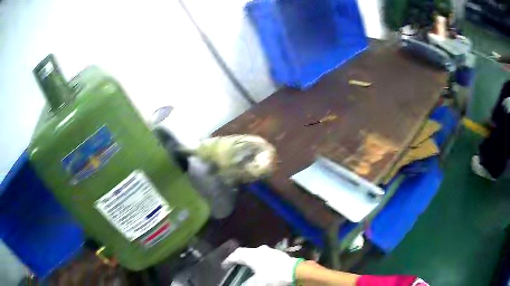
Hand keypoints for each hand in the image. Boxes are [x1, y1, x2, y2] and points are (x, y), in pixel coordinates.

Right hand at [222, 245, 301, 285]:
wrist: (296, 272)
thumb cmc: (273, 276)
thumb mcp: (258, 283)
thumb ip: (249, 283)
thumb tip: (243, 284)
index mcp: (252, 255)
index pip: (237, 254)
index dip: (229, 260)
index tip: (224, 265)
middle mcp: (260, 250)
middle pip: (247, 252)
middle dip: (241, 258)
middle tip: (236, 264)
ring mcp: (271, 251)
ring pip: (257, 253)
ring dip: (252, 258)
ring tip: (249, 265)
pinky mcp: (280, 254)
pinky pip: (266, 256)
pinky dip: (262, 260)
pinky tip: (263, 266)